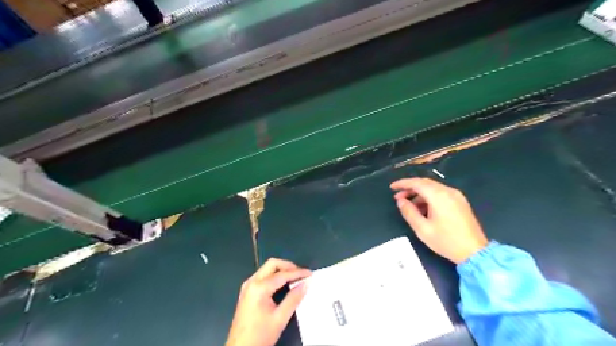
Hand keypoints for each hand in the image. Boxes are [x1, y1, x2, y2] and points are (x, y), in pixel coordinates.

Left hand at [226, 259, 309, 345]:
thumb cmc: (260, 335)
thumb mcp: (280, 318)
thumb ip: (294, 299)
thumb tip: (306, 284)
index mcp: (259, 288)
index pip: (282, 274)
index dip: (298, 273)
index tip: (310, 273)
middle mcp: (251, 282)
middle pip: (272, 264)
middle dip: (288, 266)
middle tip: (301, 273)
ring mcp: (247, 286)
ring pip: (267, 268)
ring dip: (281, 270)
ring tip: (295, 277)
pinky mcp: (247, 291)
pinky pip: (263, 276)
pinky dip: (274, 275)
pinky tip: (283, 283)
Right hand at [391, 177, 488, 263]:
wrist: (475, 252)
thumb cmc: (446, 241)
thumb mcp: (422, 229)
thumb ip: (409, 212)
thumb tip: (400, 201)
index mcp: (439, 196)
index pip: (417, 183)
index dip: (402, 183)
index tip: (392, 187)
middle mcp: (448, 191)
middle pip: (425, 183)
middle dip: (410, 188)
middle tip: (398, 198)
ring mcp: (456, 196)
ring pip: (433, 188)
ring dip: (419, 194)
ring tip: (409, 205)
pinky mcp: (460, 202)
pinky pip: (441, 194)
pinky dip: (429, 197)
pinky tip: (423, 208)